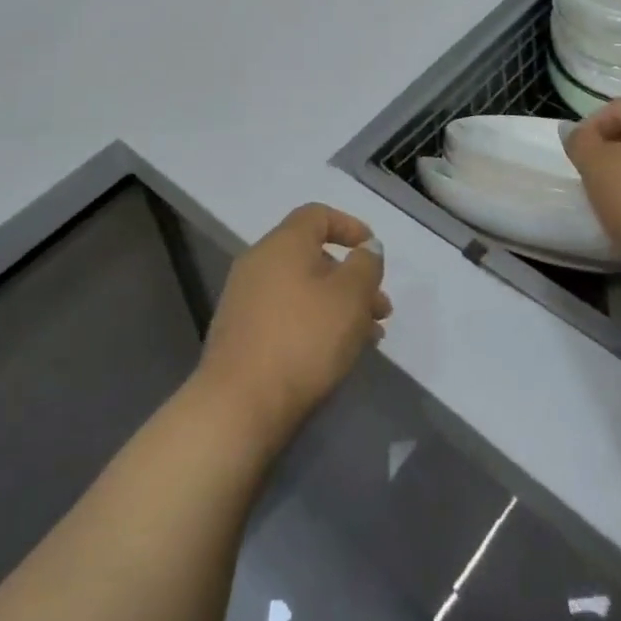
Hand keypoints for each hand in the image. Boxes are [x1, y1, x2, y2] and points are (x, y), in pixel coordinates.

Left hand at [193, 204, 391, 451]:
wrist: (239, 405)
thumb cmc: (303, 339)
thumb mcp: (350, 297)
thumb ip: (365, 265)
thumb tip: (366, 247)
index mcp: (283, 243)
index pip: (317, 215)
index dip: (349, 226)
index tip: (372, 251)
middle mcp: (259, 262)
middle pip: (312, 256)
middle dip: (351, 278)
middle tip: (381, 308)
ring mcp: (245, 299)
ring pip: (302, 289)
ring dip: (338, 306)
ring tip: (370, 338)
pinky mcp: (241, 333)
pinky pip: (286, 315)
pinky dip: (314, 323)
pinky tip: (336, 354)